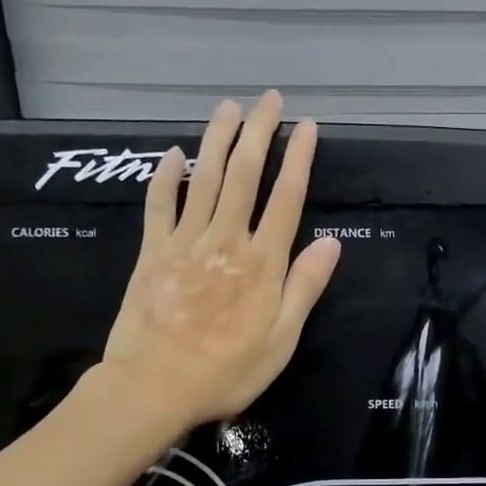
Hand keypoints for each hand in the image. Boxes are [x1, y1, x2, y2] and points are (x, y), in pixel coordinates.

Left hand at [102, 92, 340, 429]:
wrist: (153, 387)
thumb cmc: (226, 371)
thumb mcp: (281, 341)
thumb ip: (304, 288)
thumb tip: (332, 243)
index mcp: (262, 263)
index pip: (286, 198)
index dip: (298, 158)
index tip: (306, 126)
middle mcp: (226, 241)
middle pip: (245, 176)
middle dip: (259, 133)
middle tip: (269, 98)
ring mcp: (185, 243)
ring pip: (205, 179)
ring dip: (218, 140)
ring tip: (229, 108)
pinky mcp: (152, 253)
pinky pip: (160, 205)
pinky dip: (167, 177)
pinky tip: (173, 153)